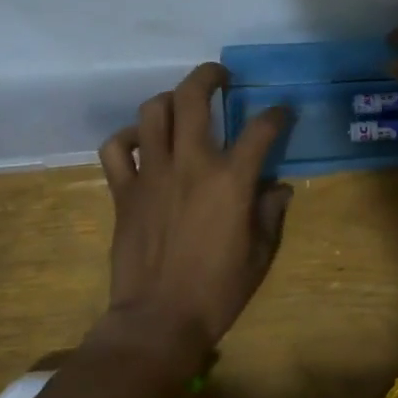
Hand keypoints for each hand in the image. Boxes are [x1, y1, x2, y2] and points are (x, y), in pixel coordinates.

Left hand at [94, 63, 292, 371]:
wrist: (159, 320)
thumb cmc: (218, 291)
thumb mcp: (260, 255)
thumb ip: (271, 214)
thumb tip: (277, 188)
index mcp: (230, 180)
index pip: (260, 130)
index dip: (276, 115)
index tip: (281, 113)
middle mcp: (190, 164)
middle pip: (193, 98)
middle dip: (209, 77)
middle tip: (220, 77)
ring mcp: (151, 174)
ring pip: (152, 112)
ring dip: (168, 100)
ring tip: (180, 105)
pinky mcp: (123, 191)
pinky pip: (115, 148)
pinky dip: (127, 138)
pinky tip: (141, 143)